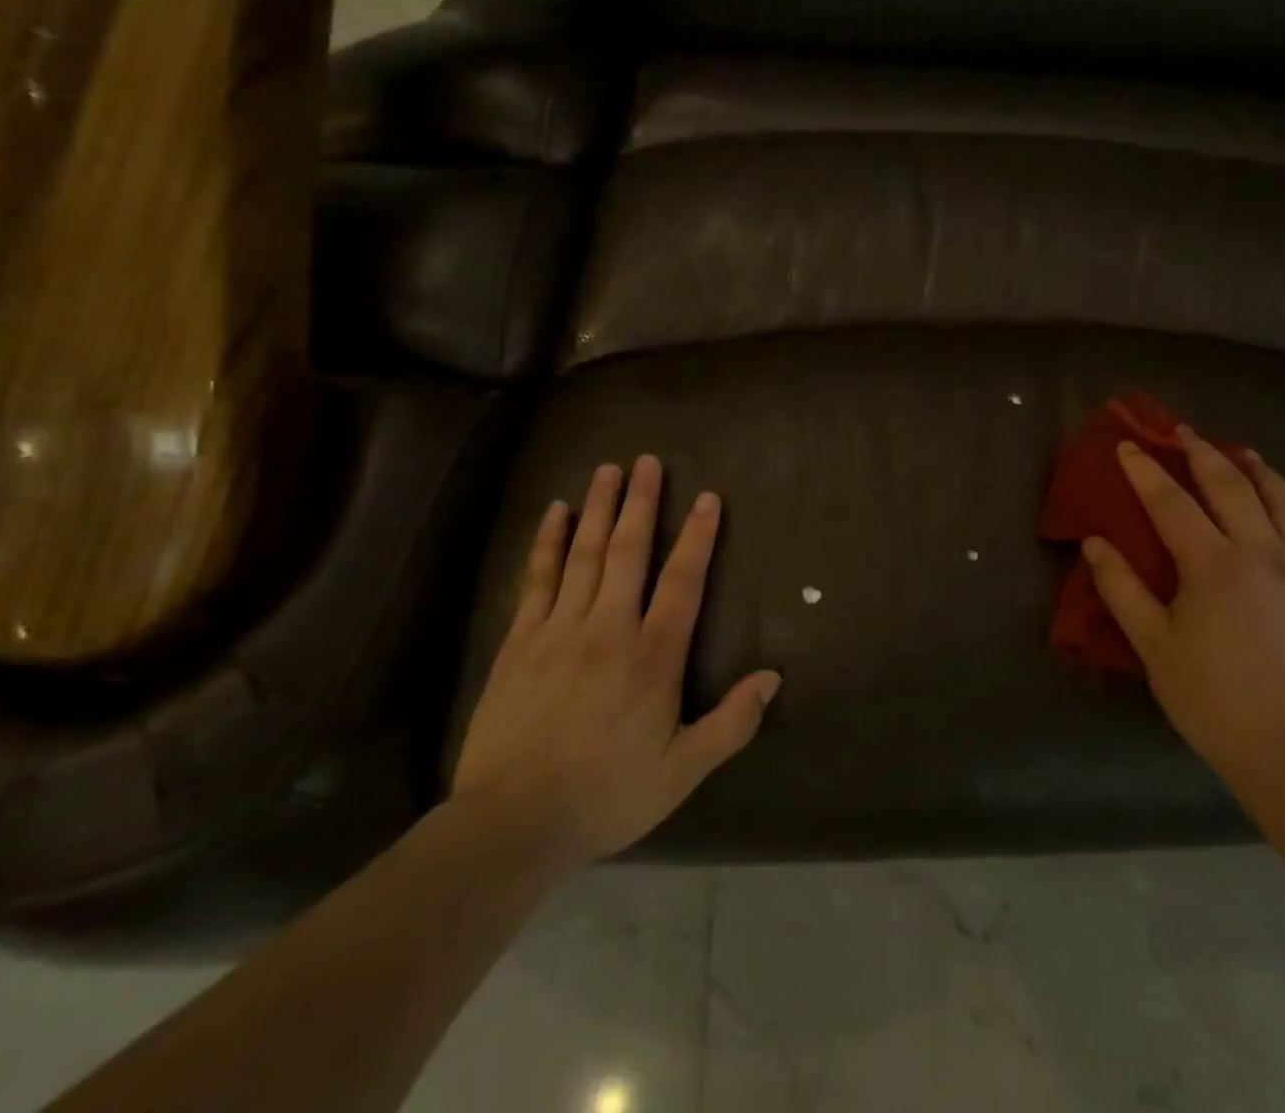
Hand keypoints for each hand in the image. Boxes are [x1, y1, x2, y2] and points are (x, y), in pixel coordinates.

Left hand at [451, 456, 781, 865]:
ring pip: (584, 554)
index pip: (682, 582)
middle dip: (642, 502)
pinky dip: (548, 542)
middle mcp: (609, 628)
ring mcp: (559, 630)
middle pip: (629, 551)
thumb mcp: (682, 771)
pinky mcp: (520, 641)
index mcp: (652, 657)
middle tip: (648, 460)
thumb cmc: (606, 795)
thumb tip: (773, 677)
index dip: (698, 536)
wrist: (511, 823)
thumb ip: (732, 723)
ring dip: (599, 508)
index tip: (708, 497)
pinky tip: (554, 512)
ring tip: (608, 470)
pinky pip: (538, 579)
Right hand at [1082, 430, 1284, 793]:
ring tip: (1241, 454)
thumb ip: (1121, 588)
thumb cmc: (1213, 700)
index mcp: (1214, 565)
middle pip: (1231, 486)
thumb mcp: (1153, 646)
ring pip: (1283, 500)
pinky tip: (1283, 505)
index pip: (1172, 502)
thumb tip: (1095, 543)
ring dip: (1258, 470)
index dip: (1146, 470)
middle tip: (1181, 432)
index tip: (1128, 445)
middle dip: (1201, 453)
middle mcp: (1263, 553)